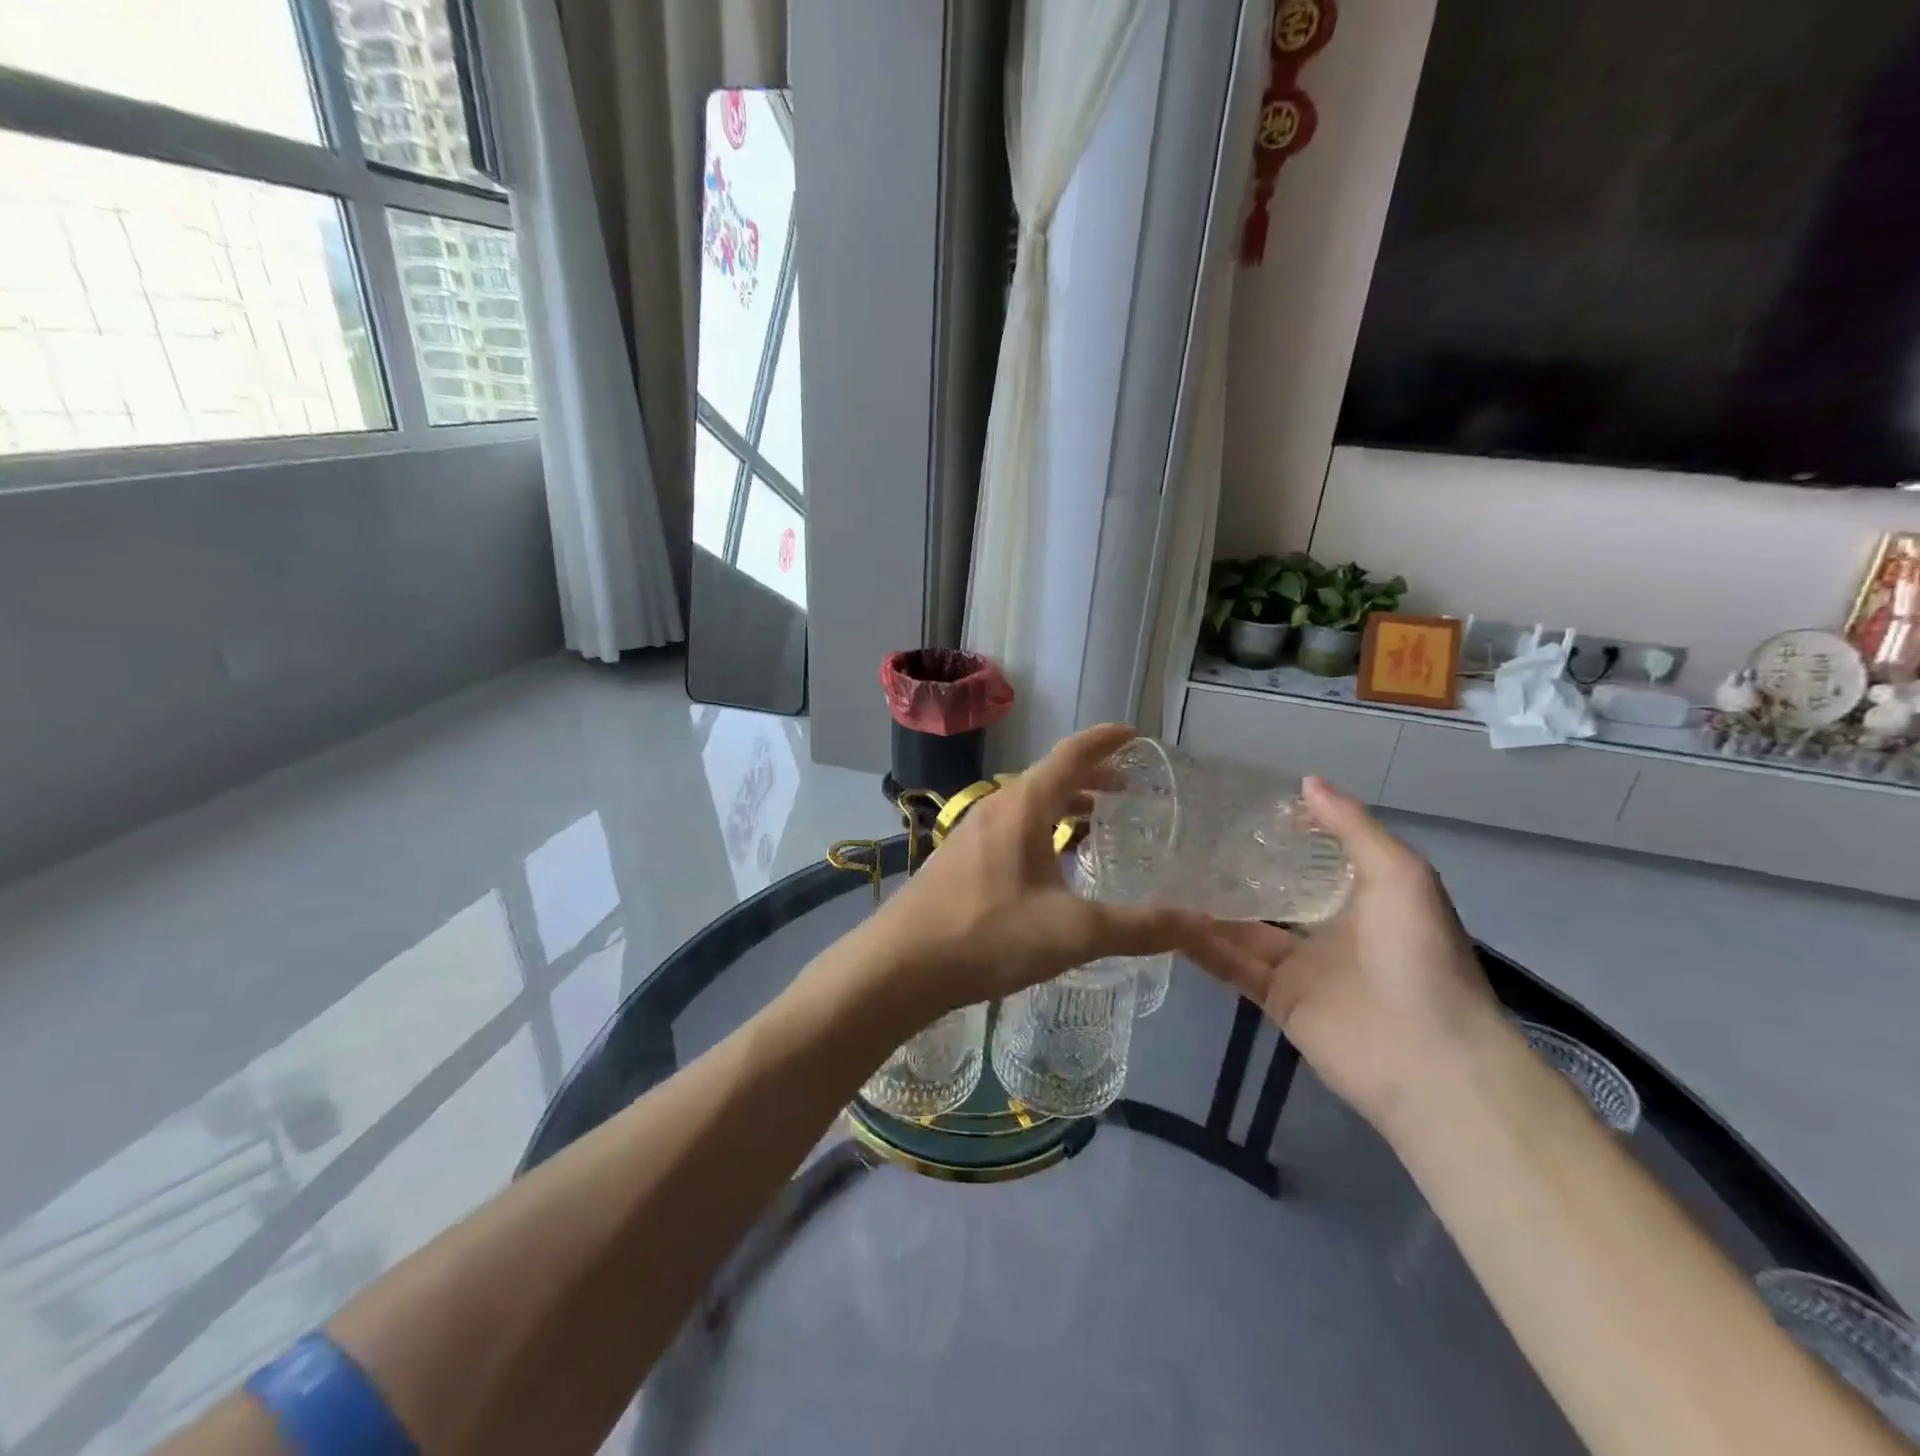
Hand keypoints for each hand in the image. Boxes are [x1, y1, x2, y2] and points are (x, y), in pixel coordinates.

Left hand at [862, 724, 1222, 1017]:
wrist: (900, 965)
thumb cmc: (987, 936)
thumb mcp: (1072, 933)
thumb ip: (1138, 927)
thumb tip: (1200, 923)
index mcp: (1023, 807)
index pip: (1071, 754)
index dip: (1106, 741)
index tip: (1135, 734)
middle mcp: (995, 808)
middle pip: (1049, 777)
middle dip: (1090, 777)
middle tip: (1127, 789)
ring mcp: (970, 832)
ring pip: (1027, 804)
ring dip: (1063, 804)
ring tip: (1094, 820)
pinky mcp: (958, 858)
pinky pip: (1009, 827)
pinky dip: (1040, 828)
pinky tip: (1048, 864)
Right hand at [1191, 777, 1501, 1133]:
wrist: (1429, 1058)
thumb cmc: (1419, 955)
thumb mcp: (1399, 874)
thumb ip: (1352, 828)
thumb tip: (1306, 781)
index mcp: (1362, 899)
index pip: (1313, 860)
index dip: (1281, 835)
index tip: (1237, 808)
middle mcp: (1328, 930)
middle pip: (1271, 895)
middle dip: (1234, 872)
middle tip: (1185, 839)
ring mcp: (1300, 968)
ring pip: (1243, 930)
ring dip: (1208, 908)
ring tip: (1164, 875)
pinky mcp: (1277, 1000)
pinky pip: (1232, 966)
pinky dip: (1202, 946)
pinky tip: (1168, 922)